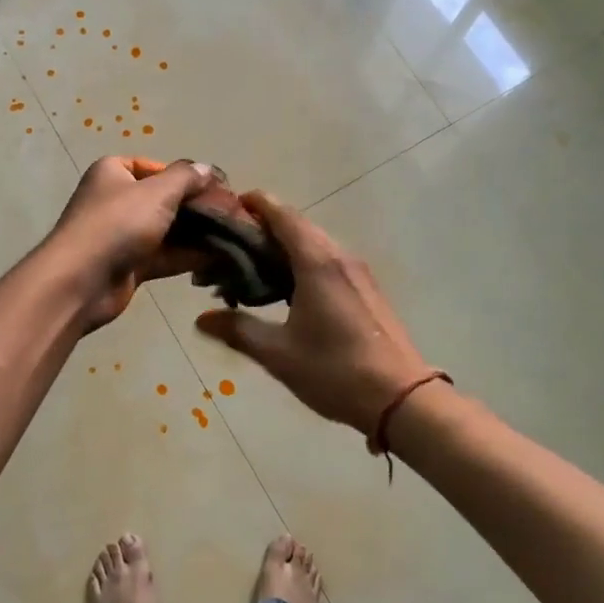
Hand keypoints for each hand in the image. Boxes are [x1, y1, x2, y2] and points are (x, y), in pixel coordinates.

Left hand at [43, 157, 216, 330]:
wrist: (81, 281)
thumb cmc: (117, 224)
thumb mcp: (157, 192)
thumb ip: (187, 178)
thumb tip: (207, 169)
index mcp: (114, 172)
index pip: (159, 168)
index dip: (190, 178)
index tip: (220, 190)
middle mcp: (116, 199)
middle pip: (166, 200)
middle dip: (199, 208)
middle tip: (233, 215)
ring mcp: (122, 234)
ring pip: (168, 230)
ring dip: (198, 234)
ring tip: (234, 236)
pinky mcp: (129, 265)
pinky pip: (165, 255)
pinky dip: (188, 256)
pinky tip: (219, 257)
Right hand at [195, 194, 432, 434]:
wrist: (403, 398)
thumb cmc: (336, 371)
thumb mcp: (279, 354)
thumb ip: (238, 330)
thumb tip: (200, 319)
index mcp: (317, 262)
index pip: (282, 215)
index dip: (256, 204)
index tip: (230, 204)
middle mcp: (340, 256)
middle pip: (298, 227)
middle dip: (264, 229)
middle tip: (230, 245)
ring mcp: (358, 272)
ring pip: (314, 245)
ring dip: (284, 248)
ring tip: (252, 268)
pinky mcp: (367, 289)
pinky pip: (328, 262)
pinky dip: (302, 263)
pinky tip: (286, 289)